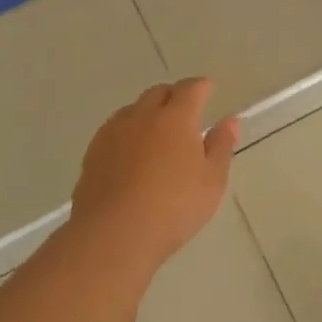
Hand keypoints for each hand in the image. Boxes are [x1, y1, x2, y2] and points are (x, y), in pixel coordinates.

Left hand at [69, 78, 237, 268]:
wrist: (113, 234)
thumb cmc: (173, 207)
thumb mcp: (211, 181)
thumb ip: (221, 146)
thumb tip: (229, 121)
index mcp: (176, 118)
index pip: (190, 89)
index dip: (201, 86)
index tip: (207, 88)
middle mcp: (142, 116)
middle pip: (158, 93)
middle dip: (173, 96)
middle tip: (184, 111)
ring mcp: (113, 133)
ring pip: (133, 110)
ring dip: (148, 113)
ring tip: (157, 133)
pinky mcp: (92, 152)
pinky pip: (114, 130)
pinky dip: (128, 132)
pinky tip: (131, 153)